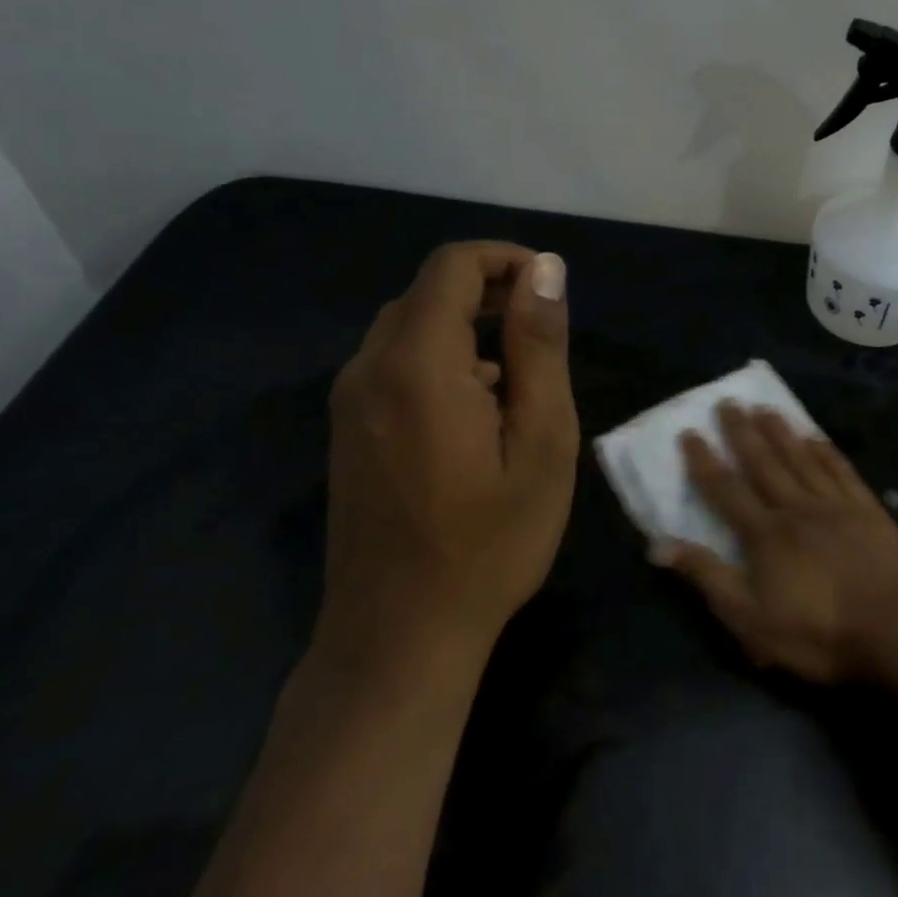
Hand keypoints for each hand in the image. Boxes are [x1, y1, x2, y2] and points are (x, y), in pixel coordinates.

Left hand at [318, 242, 577, 679]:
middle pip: (426, 292)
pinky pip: (393, 364)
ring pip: (407, 327)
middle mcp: (369, 369)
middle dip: (489, 292)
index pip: (452, 267)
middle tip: (543, 331)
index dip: (505, 260)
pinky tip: (477, 411)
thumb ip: (539, 347)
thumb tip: (545, 268)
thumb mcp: (542, 441)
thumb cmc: (490, 542)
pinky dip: (439, 359)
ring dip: (465, 327)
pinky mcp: (347, 431)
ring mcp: (349, 403)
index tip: (550, 289)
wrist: (399, 636)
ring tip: (520, 376)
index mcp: (418, 364)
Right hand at [658, 403, 897, 682]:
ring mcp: (835, 504)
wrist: (897, 631)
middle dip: (742, 432)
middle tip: (727, 402)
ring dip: (781, 432)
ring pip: (801, 458)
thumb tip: (659, 545)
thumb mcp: (750, 620)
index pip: (726, 489)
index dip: (705, 462)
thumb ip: (708, 578)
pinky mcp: (867, 509)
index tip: (689, 433)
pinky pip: (840, 469)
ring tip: (765, 408)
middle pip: (763, 462)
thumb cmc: (818, 634)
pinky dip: (825, 450)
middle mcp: (796, 507)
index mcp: (765, 534)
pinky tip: (815, 437)